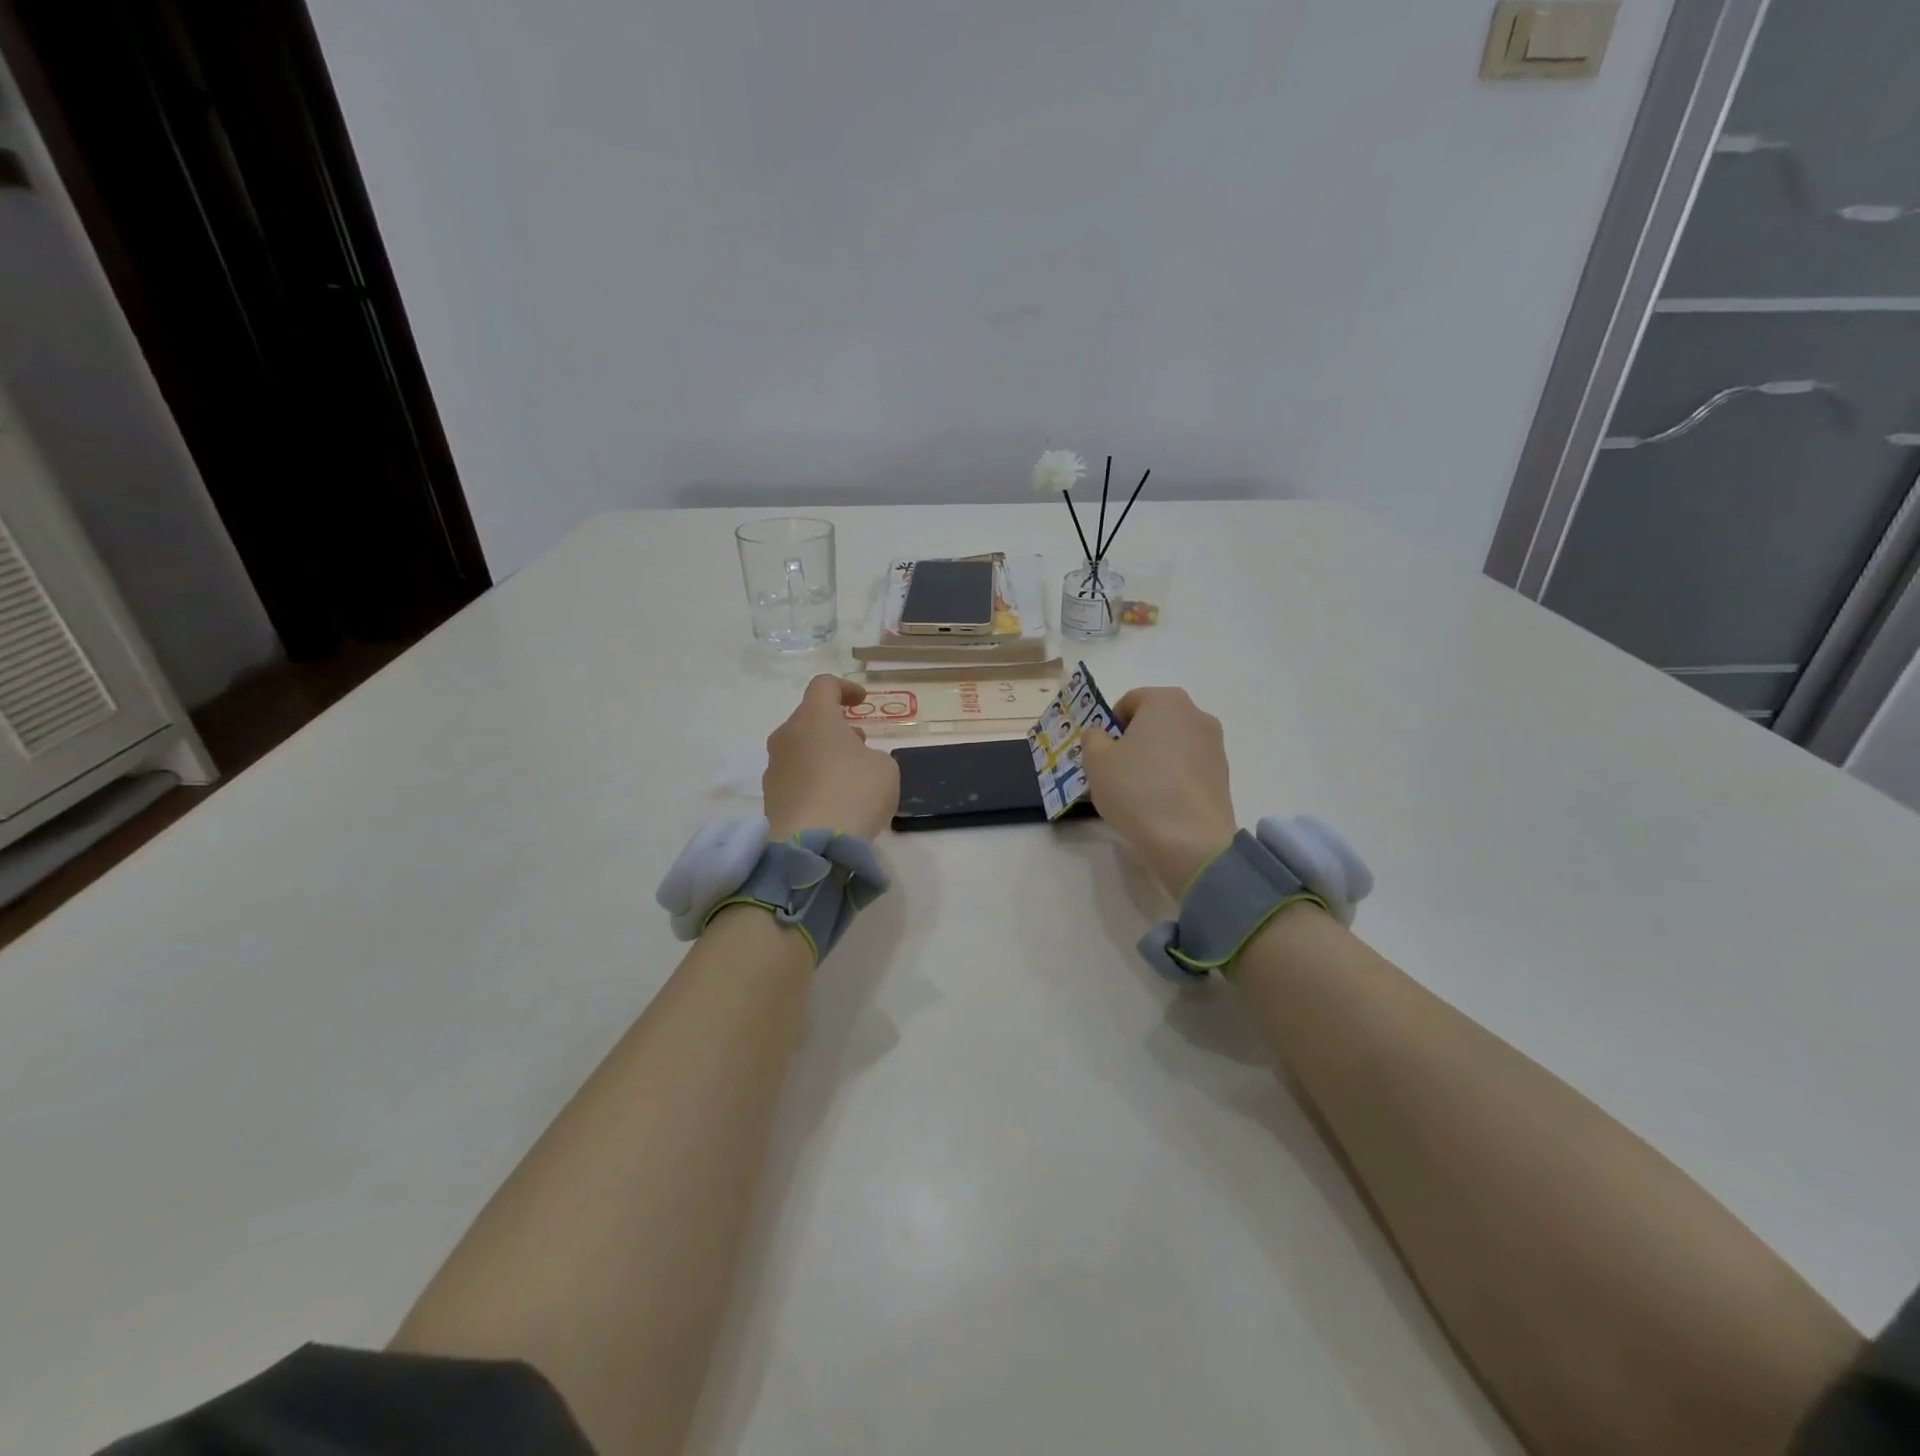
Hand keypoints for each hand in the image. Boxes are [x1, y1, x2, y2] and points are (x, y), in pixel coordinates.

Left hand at [764, 675, 900, 841]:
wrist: (814, 845)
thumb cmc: (855, 792)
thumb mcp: (884, 767)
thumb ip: (871, 755)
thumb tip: (853, 762)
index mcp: (814, 717)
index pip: (824, 685)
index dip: (845, 688)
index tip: (861, 701)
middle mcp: (786, 736)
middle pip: (809, 719)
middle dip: (834, 727)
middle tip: (858, 743)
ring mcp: (773, 767)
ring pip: (799, 749)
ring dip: (821, 754)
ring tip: (847, 776)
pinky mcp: (769, 798)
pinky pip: (794, 778)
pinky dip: (812, 781)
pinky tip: (831, 801)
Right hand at [1081, 687, 1237, 896]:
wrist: (1190, 842)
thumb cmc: (1137, 790)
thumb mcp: (1096, 761)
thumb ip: (1093, 738)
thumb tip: (1103, 735)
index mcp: (1165, 700)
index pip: (1128, 702)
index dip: (1110, 727)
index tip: (1103, 756)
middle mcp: (1196, 714)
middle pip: (1154, 722)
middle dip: (1134, 742)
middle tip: (1117, 774)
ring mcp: (1215, 745)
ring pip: (1172, 745)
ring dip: (1155, 760)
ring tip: (1140, 794)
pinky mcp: (1223, 775)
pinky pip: (1188, 768)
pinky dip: (1173, 779)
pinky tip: (1162, 805)